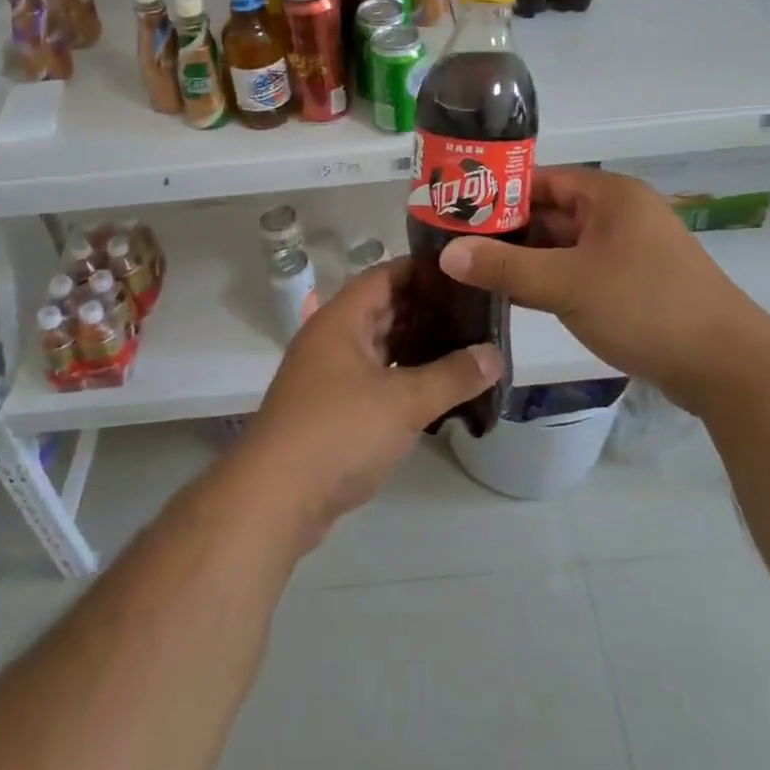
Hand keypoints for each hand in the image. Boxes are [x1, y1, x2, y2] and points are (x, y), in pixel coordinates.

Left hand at [235, 261, 501, 549]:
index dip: (424, 271)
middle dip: (427, 310)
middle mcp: (331, 338)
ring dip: (416, 346)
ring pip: (379, 347)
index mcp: (341, 319)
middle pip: (383, 310)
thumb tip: (495, 354)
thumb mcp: (404, 401)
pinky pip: (373, 378)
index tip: (465, 274)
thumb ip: (453, 376)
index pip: (386, 275)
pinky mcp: (330, 409)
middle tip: (475, 313)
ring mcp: (328, 375)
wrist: (274, 498)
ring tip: (464, 347)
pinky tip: (435, 389)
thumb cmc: (338, 431)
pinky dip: (402, 378)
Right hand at [437, 165, 769, 398]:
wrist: (727, 368)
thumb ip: (505, 267)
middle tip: (451, 244)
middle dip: (503, 231)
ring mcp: (624, 251)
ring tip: (468, 269)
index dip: (495, 192)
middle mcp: (616, 214)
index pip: (538, 179)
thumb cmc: (645, 306)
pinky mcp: (628, 285)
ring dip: (521, 259)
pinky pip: (575, 272)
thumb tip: (447, 254)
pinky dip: (545, 281)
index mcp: (608, 195)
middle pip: (547, 213)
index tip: (451, 209)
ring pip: (559, 246)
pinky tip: (507, 295)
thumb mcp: (567, 284)